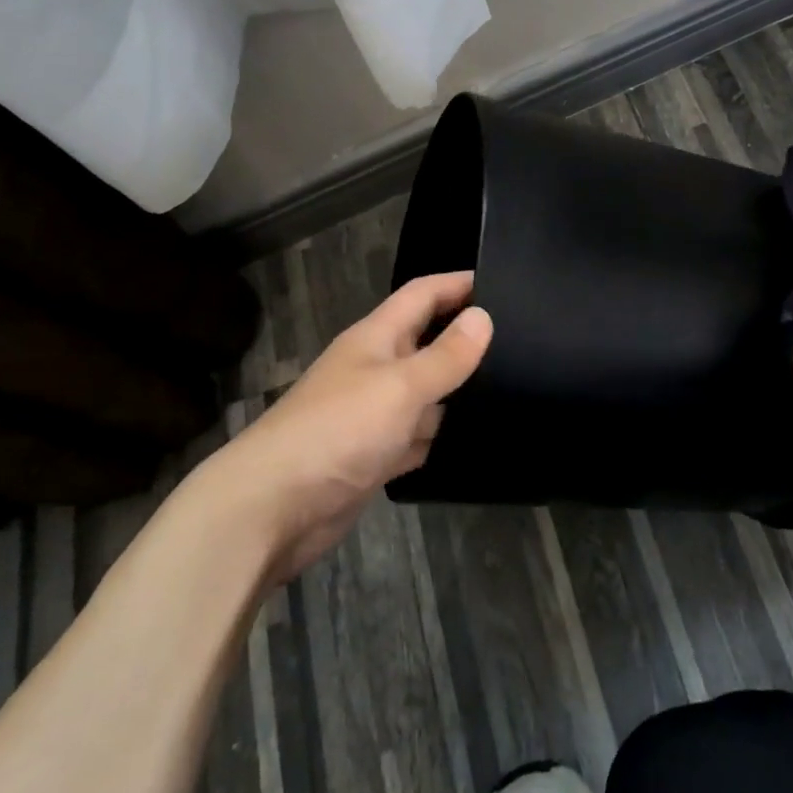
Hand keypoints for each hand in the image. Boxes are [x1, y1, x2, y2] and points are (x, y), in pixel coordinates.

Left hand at [206, 272, 491, 583]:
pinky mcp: (374, 456)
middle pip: (426, 342)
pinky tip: (476, 438)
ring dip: (458, 392)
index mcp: (377, 338)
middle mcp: (376, 369)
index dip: (458, 284)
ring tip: (515, 387)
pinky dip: (440, 436)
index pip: (422, 294)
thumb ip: (446, 355)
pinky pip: (417, 436)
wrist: (270, 510)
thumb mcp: (401, 386)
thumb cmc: (338, 431)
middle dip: (466, 339)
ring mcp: (374, 415)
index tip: (502, 282)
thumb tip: (484, 317)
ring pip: (426, 393)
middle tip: (522, 339)